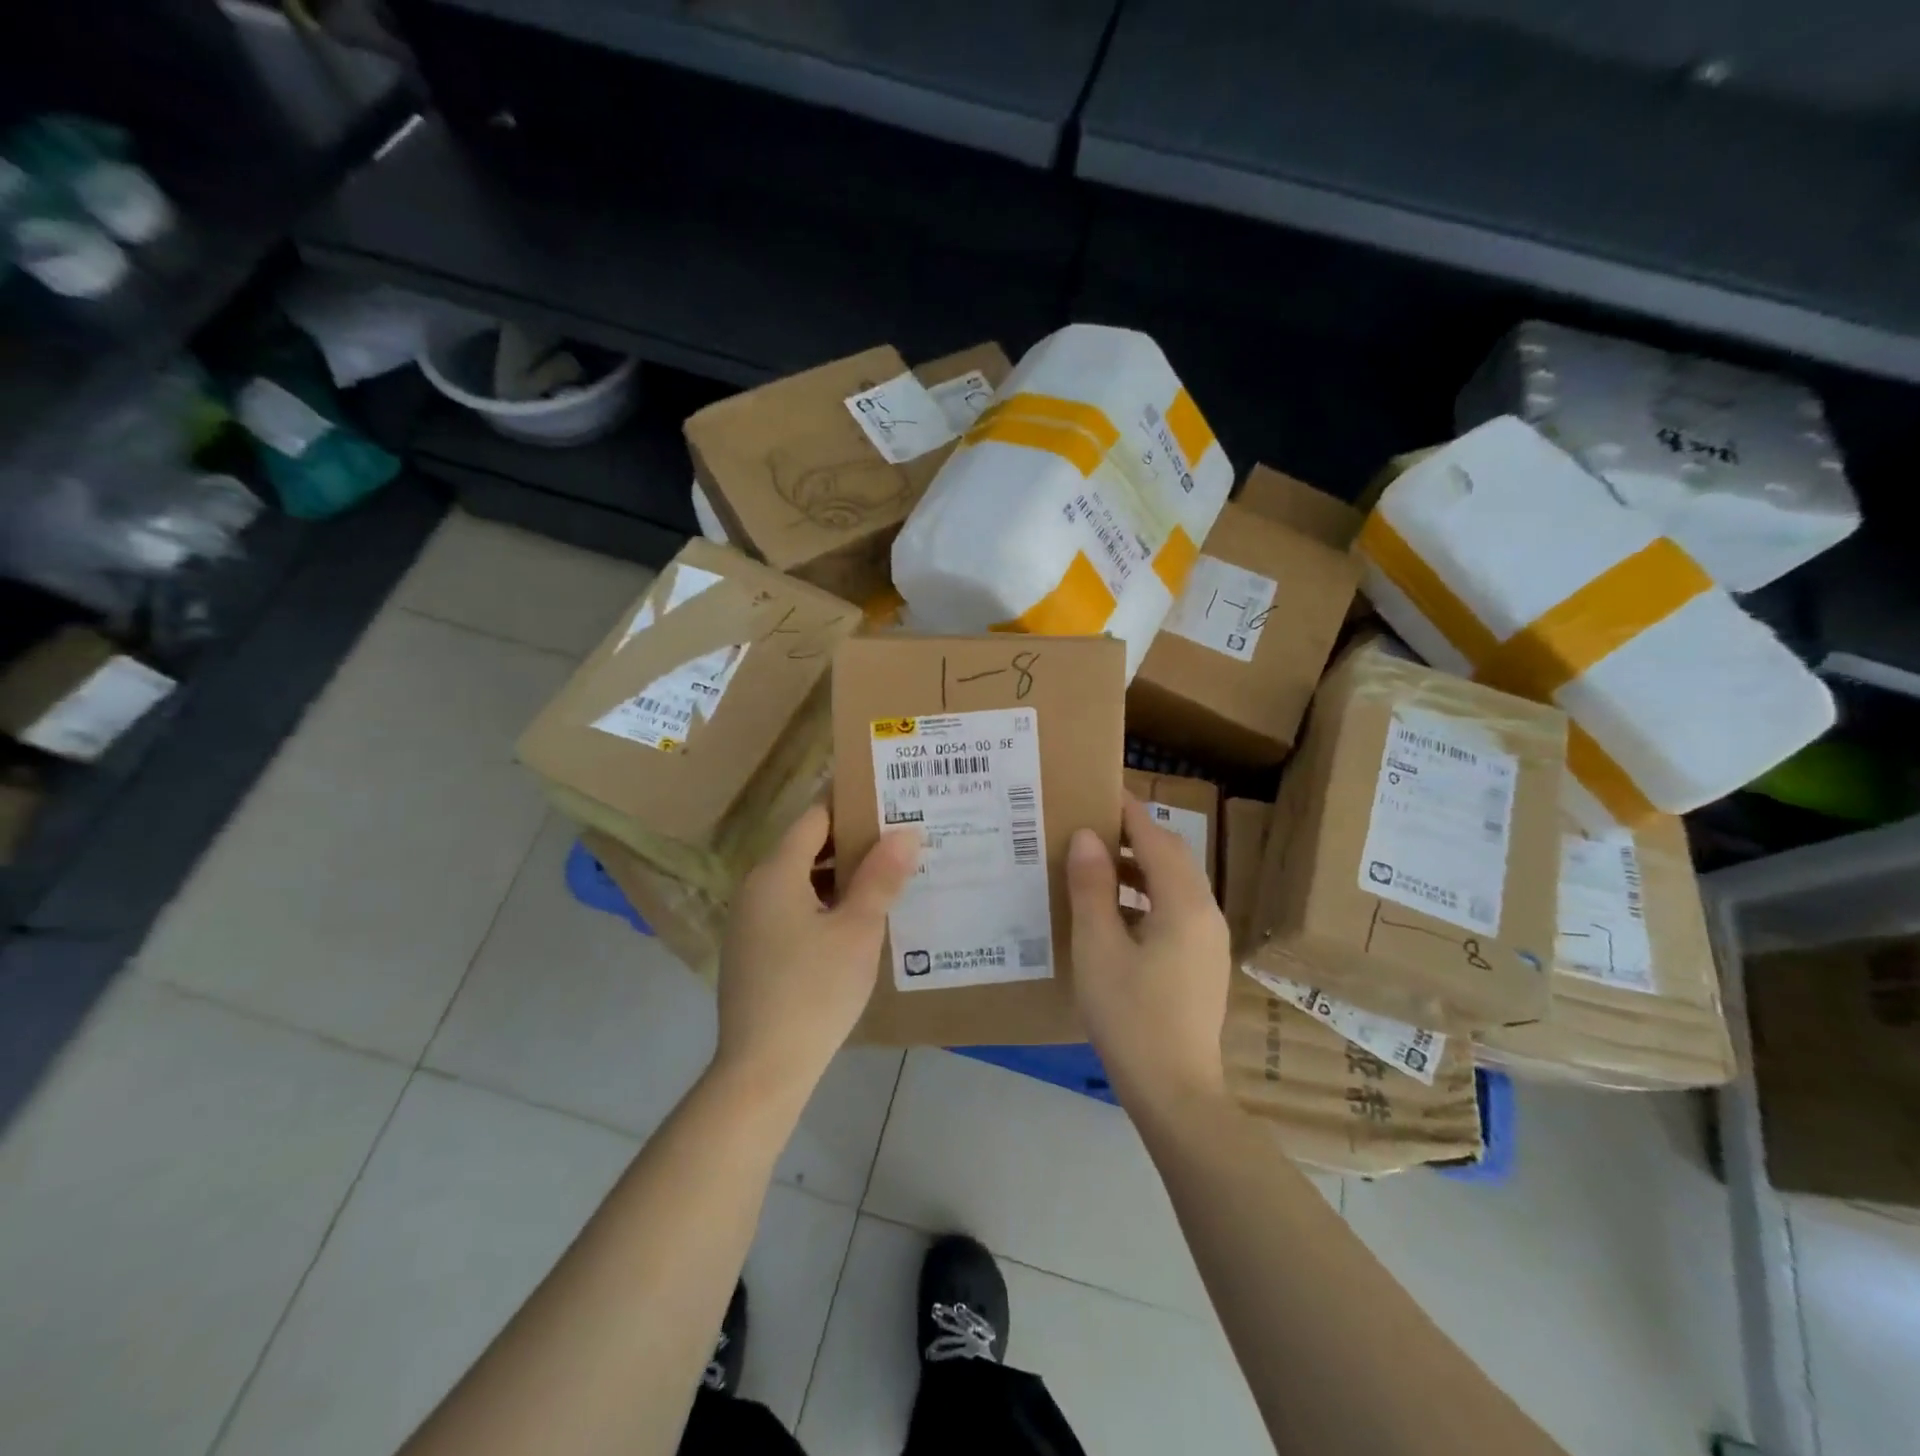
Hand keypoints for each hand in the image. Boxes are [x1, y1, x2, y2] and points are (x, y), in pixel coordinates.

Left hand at [715, 805, 919, 1103]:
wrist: (763, 1070)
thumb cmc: (815, 991)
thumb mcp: (858, 930)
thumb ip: (881, 876)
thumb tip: (906, 831)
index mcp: (776, 872)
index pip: (815, 817)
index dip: (853, 806)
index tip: (892, 804)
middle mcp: (756, 887)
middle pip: (807, 846)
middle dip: (853, 842)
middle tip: (901, 840)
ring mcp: (751, 921)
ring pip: (801, 880)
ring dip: (841, 875)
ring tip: (888, 876)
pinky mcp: (754, 950)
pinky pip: (792, 908)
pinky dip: (824, 903)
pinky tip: (857, 920)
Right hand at [1066, 795, 1232, 1107]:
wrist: (1175, 1091)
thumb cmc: (1130, 1015)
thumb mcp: (1098, 947)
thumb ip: (1092, 887)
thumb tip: (1085, 837)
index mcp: (1184, 903)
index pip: (1156, 838)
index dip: (1128, 812)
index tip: (1099, 790)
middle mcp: (1206, 913)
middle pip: (1171, 857)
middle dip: (1134, 836)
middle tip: (1091, 824)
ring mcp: (1209, 940)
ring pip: (1175, 885)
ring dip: (1139, 867)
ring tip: (1095, 864)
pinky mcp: (1203, 962)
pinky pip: (1176, 910)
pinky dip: (1147, 896)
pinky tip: (1114, 913)